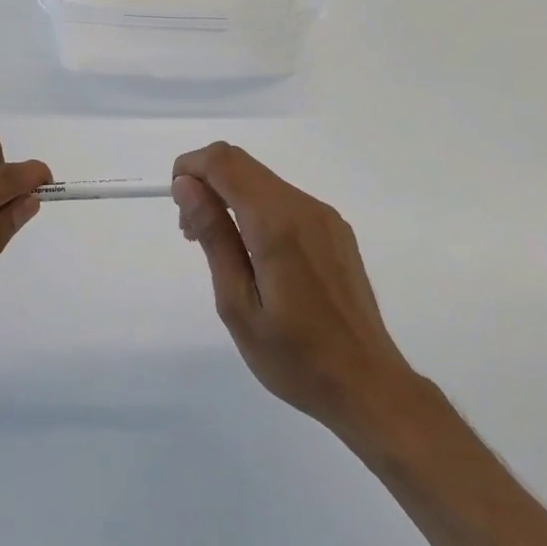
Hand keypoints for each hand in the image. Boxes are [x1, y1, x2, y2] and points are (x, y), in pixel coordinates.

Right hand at [173, 142, 420, 440]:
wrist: (367, 384)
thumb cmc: (294, 356)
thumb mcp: (238, 303)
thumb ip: (214, 236)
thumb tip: (186, 185)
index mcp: (277, 221)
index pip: (223, 161)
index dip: (190, 168)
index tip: (179, 209)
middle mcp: (304, 206)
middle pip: (243, 164)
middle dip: (207, 183)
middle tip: (193, 235)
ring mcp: (325, 216)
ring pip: (264, 182)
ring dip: (231, 197)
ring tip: (222, 251)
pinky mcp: (336, 230)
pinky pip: (286, 201)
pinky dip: (257, 210)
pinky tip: (256, 256)